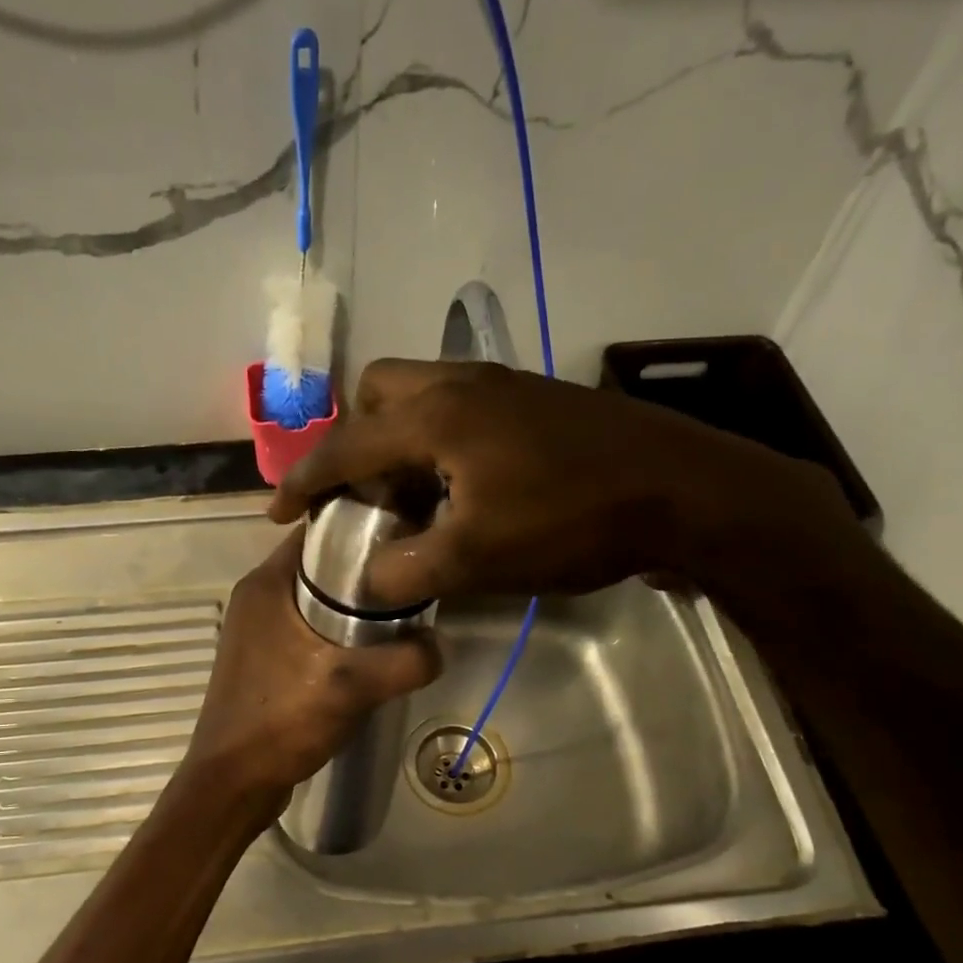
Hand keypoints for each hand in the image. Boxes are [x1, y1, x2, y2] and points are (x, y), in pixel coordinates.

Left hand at [181, 529, 440, 810]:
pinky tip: (366, 652)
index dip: (363, 527)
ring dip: (351, 605)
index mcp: (266, 583)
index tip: (406, 536)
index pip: (318, 531)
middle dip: (365, 570)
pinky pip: (305, 627)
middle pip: (320, 565)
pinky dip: (334, 631)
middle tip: (410, 580)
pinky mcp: (262, 658)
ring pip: (314, 599)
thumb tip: (440, 644)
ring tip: (398, 614)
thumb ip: (406, 660)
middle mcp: (256, 597)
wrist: (232, 783)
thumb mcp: (353, 686)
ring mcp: (256, 629)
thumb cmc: (282, 721)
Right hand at [269, 359, 859, 611]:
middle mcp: (463, 384)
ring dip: (399, 438)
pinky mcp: (537, 402)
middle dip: (355, 438)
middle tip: (360, 492)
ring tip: (405, 494)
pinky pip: (461, 408)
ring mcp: (505, 387)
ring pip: (424, 396)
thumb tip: (366, 579)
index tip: (277, 511)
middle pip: (380, 391)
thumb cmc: (573, 520)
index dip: (304, 480)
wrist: (684, 491)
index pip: (346, 443)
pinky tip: (459, 487)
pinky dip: (438, 440)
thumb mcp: (477, 558)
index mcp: (437, 415)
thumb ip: (407, 569)